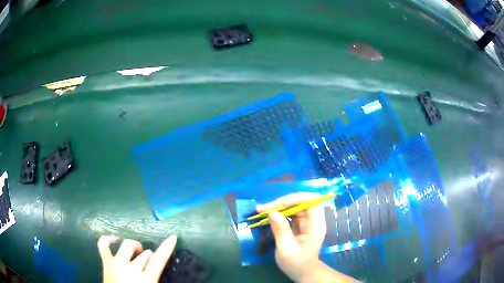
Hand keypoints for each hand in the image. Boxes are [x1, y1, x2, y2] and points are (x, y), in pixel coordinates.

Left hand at [98, 235, 176, 282]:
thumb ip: (154, 276)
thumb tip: (154, 261)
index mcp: (146, 280)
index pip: (158, 260)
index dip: (166, 248)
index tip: (173, 237)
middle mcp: (130, 269)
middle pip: (144, 254)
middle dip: (149, 256)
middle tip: (147, 263)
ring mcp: (116, 264)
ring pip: (128, 246)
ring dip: (135, 248)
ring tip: (136, 253)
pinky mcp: (105, 262)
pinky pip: (103, 245)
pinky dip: (108, 239)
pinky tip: (115, 239)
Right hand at [257, 193, 357, 282]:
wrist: (302, 271)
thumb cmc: (296, 263)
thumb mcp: (286, 249)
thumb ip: (281, 231)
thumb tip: (272, 213)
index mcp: (316, 225)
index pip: (312, 201)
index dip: (296, 198)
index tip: (278, 204)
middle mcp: (313, 220)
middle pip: (302, 201)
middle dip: (283, 202)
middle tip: (264, 208)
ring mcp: (307, 221)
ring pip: (295, 205)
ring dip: (279, 206)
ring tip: (262, 210)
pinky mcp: (300, 224)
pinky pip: (291, 212)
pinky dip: (279, 212)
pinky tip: (269, 215)